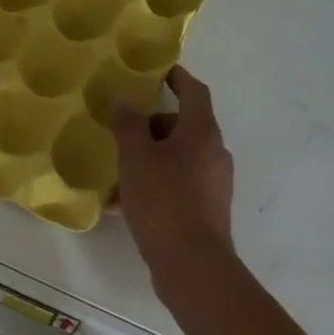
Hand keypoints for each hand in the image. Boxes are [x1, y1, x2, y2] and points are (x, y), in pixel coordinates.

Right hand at [112, 66, 235, 278]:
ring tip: (118, 173)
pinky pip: (178, 186)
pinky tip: (125, 204)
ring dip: (151, 159)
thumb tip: (124, 98)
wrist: (191, 262)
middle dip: (154, 127)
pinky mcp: (207, 209)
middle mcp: (215, 153)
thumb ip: (128, 125)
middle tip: (124, 131)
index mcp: (202, 133)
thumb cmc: (163, 200)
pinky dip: (155, 185)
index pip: (195, 92)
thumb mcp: (136, 158)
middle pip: (185, 128)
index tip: (161, 73)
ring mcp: (214, 183)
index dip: (179, 79)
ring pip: (179, 159)